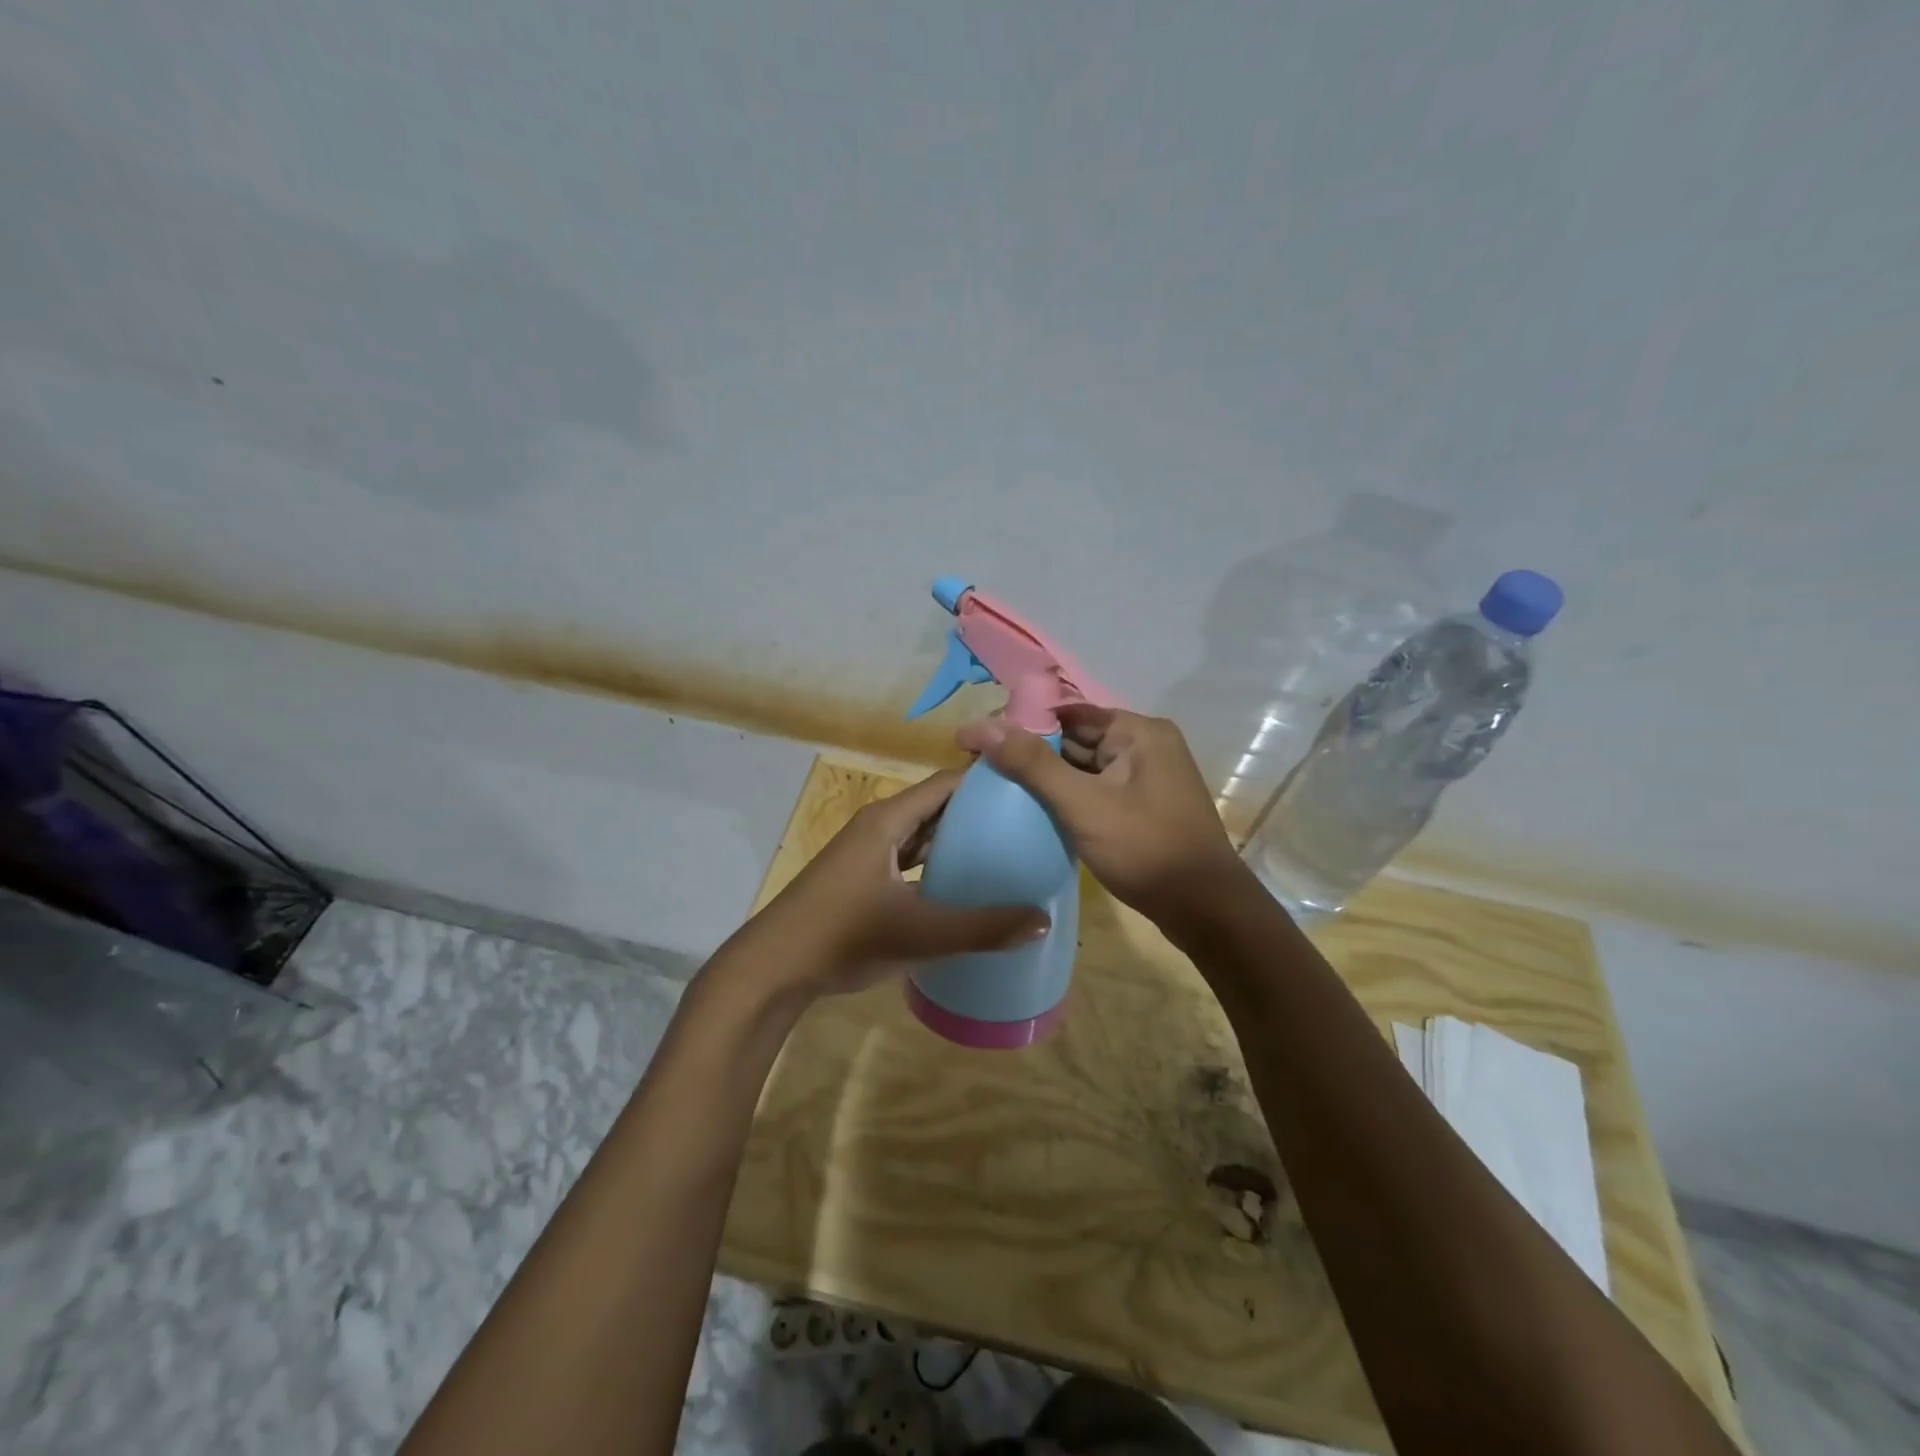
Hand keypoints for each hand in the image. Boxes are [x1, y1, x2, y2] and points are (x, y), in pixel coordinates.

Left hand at [746, 769, 1049, 997]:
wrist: (774, 967)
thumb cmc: (845, 936)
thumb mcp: (921, 933)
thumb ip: (983, 928)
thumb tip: (1043, 920)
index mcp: (889, 819)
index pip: (947, 783)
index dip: (987, 781)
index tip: (1029, 788)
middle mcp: (878, 826)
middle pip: (936, 806)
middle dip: (978, 812)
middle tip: (1027, 823)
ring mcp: (866, 852)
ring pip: (921, 834)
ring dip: (956, 839)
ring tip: (1004, 850)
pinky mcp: (861, 877)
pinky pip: (908, 858)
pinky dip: (935, 863)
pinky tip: (960, 884)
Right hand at [956, 706, 1249, 926]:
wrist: (1205, 911)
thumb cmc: (1146, 850)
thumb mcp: (1084, 805)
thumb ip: (1032, 764)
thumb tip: (981, 725)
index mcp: (1138, 732)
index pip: (1067, 713)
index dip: (1020, 723)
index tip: (977, 741)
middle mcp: (1145, 746)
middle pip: (1075, 738)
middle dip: (1030, 751)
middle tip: (978, 766)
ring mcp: (1146, 778)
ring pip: (1084, 767)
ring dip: (1046, 776)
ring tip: (995, 786)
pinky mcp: (1142, 807)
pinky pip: (1095, 790)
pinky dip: (1067, 796)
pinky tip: (1033, 809)